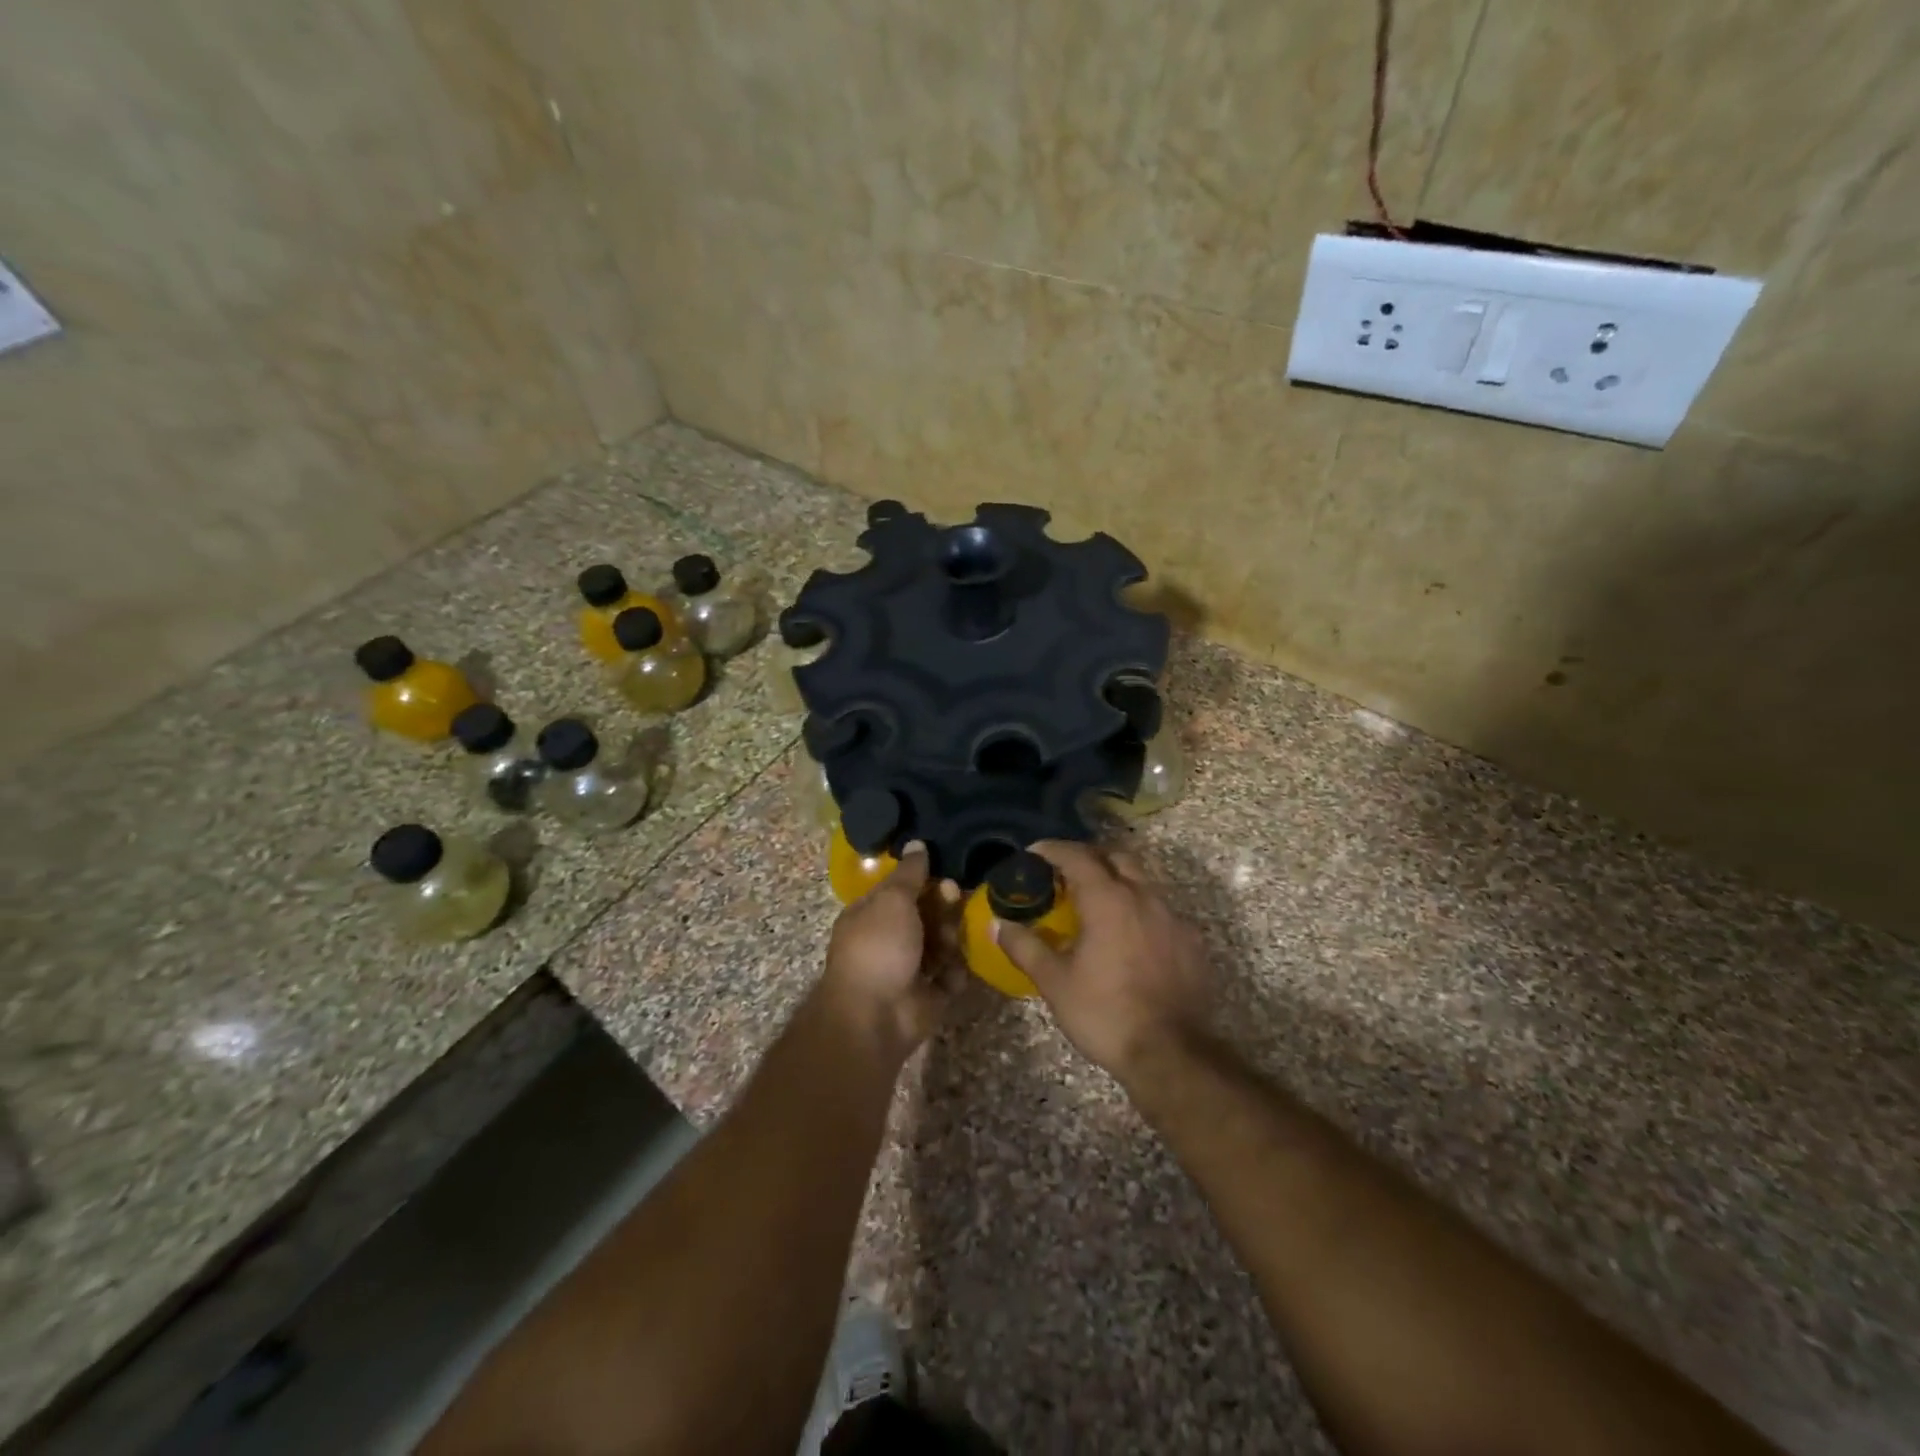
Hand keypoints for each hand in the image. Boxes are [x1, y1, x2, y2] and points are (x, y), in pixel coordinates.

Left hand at [818, 844, 962, 1065]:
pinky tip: (951, 973)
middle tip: (955, 898)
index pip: (902, 889)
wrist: (875, 1016)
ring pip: (942, 943)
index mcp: (872, 914)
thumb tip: (917, 843)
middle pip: (927, 914)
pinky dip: (954, 974)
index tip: (944, 873)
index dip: (924, 879)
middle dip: (943, 907)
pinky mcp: (929, 995)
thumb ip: (909, 873)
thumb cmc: (878, 948)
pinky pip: (950, 976)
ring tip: (949, 943)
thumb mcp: (892, 900)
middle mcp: (890, 939)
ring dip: (950, 939)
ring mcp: (909, 968)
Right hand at [993, 841, 1211, 1081]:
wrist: (1171, 1054)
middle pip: (1116, 857)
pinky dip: (1139, 909)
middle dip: (1089, 857)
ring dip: (1117, 881)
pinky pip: (1160, 910)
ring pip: (1142, 881)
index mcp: (1108, 899)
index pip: (1077, 856)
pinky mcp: (1191, 941)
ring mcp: (1172, 917)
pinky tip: (1128, 936)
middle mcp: (1143, 896)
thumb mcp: (1054, 982)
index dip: (1052, 850)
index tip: (1033, 854)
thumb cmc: (1104, 1013)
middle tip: (1065, 874)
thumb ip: (1025, 947)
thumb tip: (998, 925)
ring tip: (1095, 904)